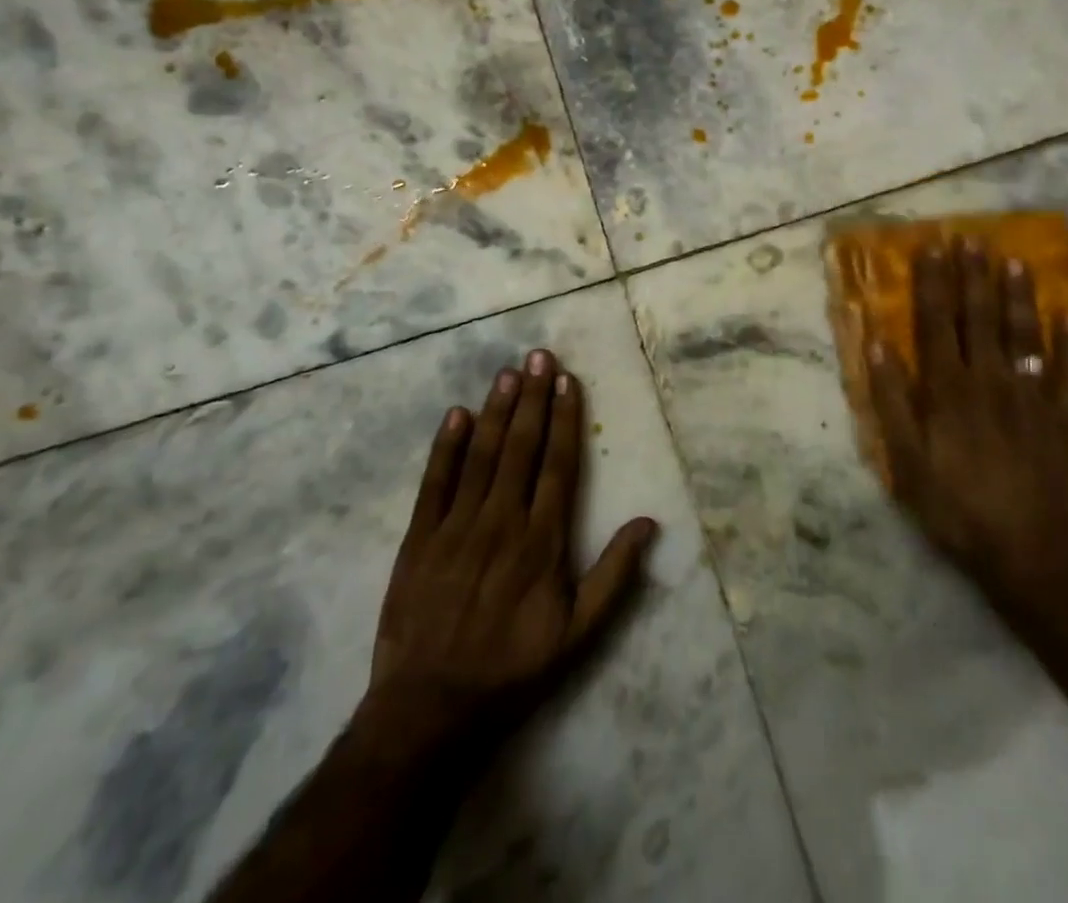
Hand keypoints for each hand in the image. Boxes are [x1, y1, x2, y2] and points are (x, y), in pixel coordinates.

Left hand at [357, 349, 656, 762]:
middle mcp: (501, 521)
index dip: (565, 419)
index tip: (568, 381)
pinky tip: (456, 414)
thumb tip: (649, 523)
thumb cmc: (512, 669)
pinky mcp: (418, 539)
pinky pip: (434, 483)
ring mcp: (456, 527)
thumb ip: (615, 576)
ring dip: (497, 411)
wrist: (429, 710)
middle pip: (521, 448)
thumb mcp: (578, 635)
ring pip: (482, 455)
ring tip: (509, 372)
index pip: (558, 464)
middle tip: (539, 356)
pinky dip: (446, 447)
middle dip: (532, 398)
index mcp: (541, 541)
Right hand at [866, 237, 1067, 617]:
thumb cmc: (954, 505)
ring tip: (1014, 260)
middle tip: (972, 238)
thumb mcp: (905, 460)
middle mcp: (990, 380)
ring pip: (1024, 335)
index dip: (933, 282)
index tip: (932, 246)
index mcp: (948, 388)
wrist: (1024, 552)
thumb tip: (878, 345)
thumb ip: (891, 400)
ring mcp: (1031, 397)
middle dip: (974, 275)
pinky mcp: (1062, 420)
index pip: (937, 321)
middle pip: (980, 317)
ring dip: (1018, 296)